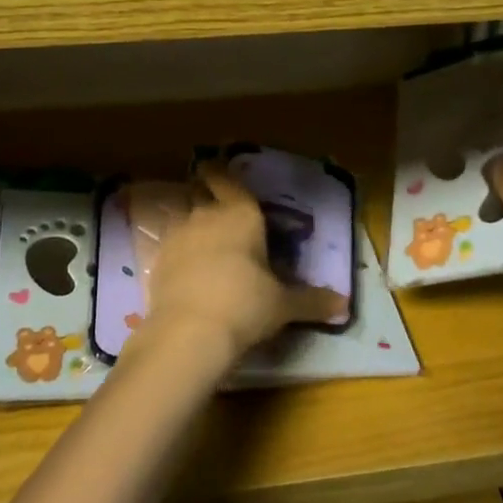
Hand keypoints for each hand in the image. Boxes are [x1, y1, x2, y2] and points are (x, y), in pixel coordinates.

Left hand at [133, 167, 346, 370]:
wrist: (190, 331)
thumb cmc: (246, 305)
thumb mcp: (283, 305)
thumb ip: (311, 300)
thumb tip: (343, 305)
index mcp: (241, 213)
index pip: (226, 178)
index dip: (220, 172)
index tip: (217, 171)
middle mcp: (206, 213)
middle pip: (199, 190)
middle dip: (204, 192)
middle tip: (213, 202)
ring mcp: (178, 234)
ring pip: (181, 213)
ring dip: (189, 218)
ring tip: (199, 234)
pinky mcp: (158, 258)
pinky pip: (168, 242)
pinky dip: (176, 247)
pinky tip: (183, 264)